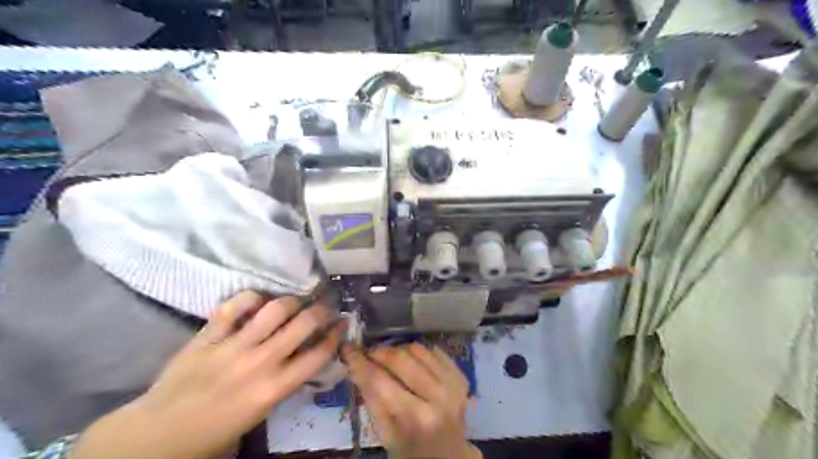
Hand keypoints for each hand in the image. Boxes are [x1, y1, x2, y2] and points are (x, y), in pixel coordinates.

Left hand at [71, 293, 346, 457]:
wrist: (157, 435)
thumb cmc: (214, 432)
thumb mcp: (260, 413)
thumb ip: (282, 383)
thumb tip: (298, 358)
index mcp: (274, 387)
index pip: (318, 354)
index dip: (336, 334)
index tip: (343, 323)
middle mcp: (260, 362)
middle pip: (303, 324)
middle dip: (321, 310)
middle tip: (326, 305)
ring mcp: (233, 345)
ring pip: (274, 309)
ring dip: (291, 301)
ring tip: (295, 300)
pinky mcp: (209, 336)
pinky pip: (235, 306)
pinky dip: (250, 298)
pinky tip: (257, 300)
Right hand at [343, 343, 479, 458]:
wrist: (450, 455)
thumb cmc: (412, 450)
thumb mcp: (386, 434)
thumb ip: (371, 399)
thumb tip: (354, 366)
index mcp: (415, 418)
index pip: (380, 381)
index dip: (361, 362)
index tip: (348, 348)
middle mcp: (438, 396)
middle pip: (401, 359)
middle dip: (379, 352)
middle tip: (369, 354)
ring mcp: (453, 384)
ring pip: (418, 349)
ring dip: (399, 350)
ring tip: (390, 359)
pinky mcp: (461, 376)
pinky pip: (434, 350)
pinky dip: (419, 353)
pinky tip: (412, 363)